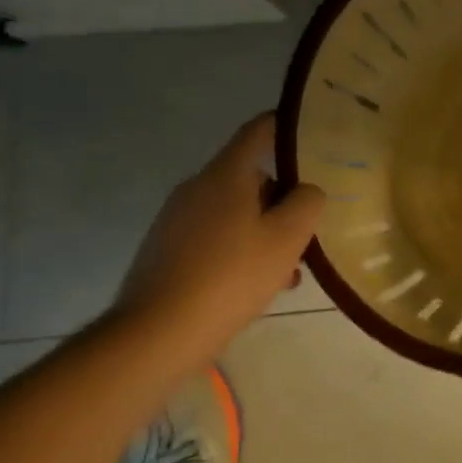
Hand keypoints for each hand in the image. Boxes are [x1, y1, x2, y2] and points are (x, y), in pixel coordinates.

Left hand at [112, 113, 324, 364]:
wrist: (152, 337)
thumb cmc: (229, 277)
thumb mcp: (287, 238)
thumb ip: (307, 203)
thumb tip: (305, 191)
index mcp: (225, 174)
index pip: (258, 130)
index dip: (284, 126)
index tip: (309, 134)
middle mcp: (196, 187)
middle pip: (249, 178)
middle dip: (280, 201)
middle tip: (304, 233)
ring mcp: (175, 220)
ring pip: (232, 213)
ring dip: (261, 232)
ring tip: (284, 273)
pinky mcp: (163, 251)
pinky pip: (211, 238)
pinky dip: (236, 252)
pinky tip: (251, 289)